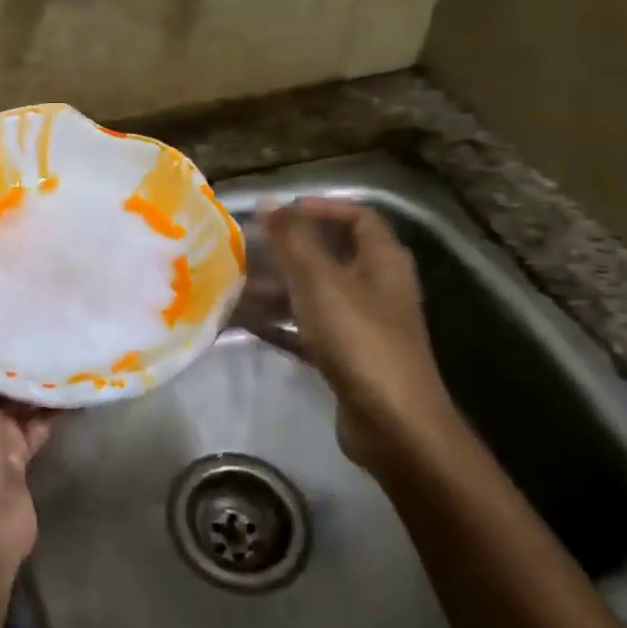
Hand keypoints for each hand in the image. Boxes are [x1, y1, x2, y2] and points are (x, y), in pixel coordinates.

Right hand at [255, 197, 453, 471]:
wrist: (393, 424)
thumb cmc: (359, 338)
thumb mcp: (320, 281)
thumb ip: (292, 239)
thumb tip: (268, 203)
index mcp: (382, 262)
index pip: (358, 217)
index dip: (323, 207)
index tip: (282, 211)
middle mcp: (376, 288)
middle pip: (329, 257)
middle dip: (286, 252)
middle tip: (245, 249)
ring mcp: (362, 326)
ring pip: (313, 295)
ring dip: (275, 289)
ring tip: (233, 288)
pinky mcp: (347, 358)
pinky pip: (307, 331)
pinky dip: (279, 324)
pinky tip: (245, 324)